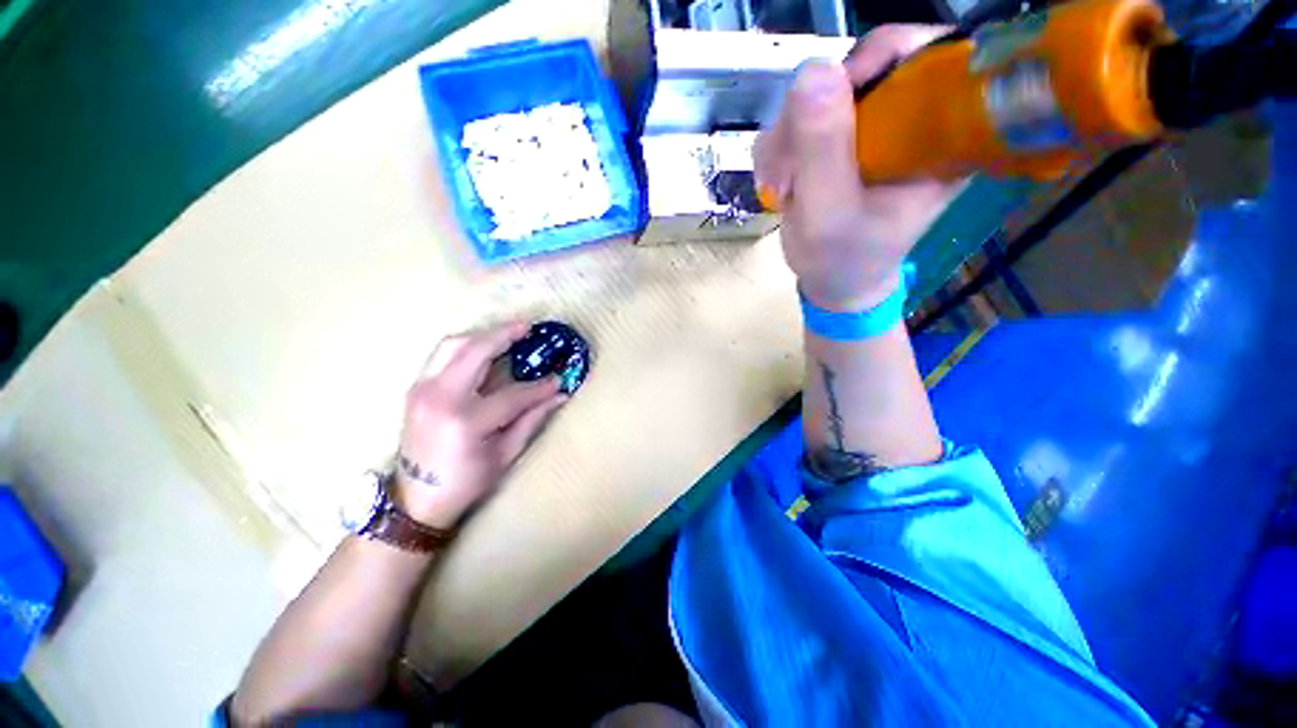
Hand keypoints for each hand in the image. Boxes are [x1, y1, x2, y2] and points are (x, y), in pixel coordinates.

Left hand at [393, 322, 566, 528]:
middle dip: (505, 335)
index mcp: (465, 421)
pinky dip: (466, 345)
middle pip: (475, 352)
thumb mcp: (505, 455)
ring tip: (508, 332)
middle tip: (528, 327)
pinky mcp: (416, 387)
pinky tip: (484, 347)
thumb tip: (560, 395)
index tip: (559, 378)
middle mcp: (440, 398)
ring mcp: (422, 389)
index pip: (512, 394)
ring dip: (483, 335)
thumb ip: (532, 420)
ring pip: (453, 345)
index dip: (539, 387)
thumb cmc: (465, 482)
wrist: (414, 499)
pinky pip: (442, 354)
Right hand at [755, 25, 965, 311]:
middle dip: (810, 117)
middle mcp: (907, 118)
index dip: (873, 62)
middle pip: (858, 68)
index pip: (922, 54)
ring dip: (785, 141)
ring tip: (782, 188)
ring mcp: (868, 126)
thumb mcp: (829, 215)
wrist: (832, 281)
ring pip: (818, 94)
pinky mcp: (838, 137)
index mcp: (937, 133)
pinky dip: (778, 150)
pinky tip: (780, 184)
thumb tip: (813, 70)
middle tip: (789, 170)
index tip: (830, 107)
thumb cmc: (842, 259)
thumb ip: (822, 150)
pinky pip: (797, 118)